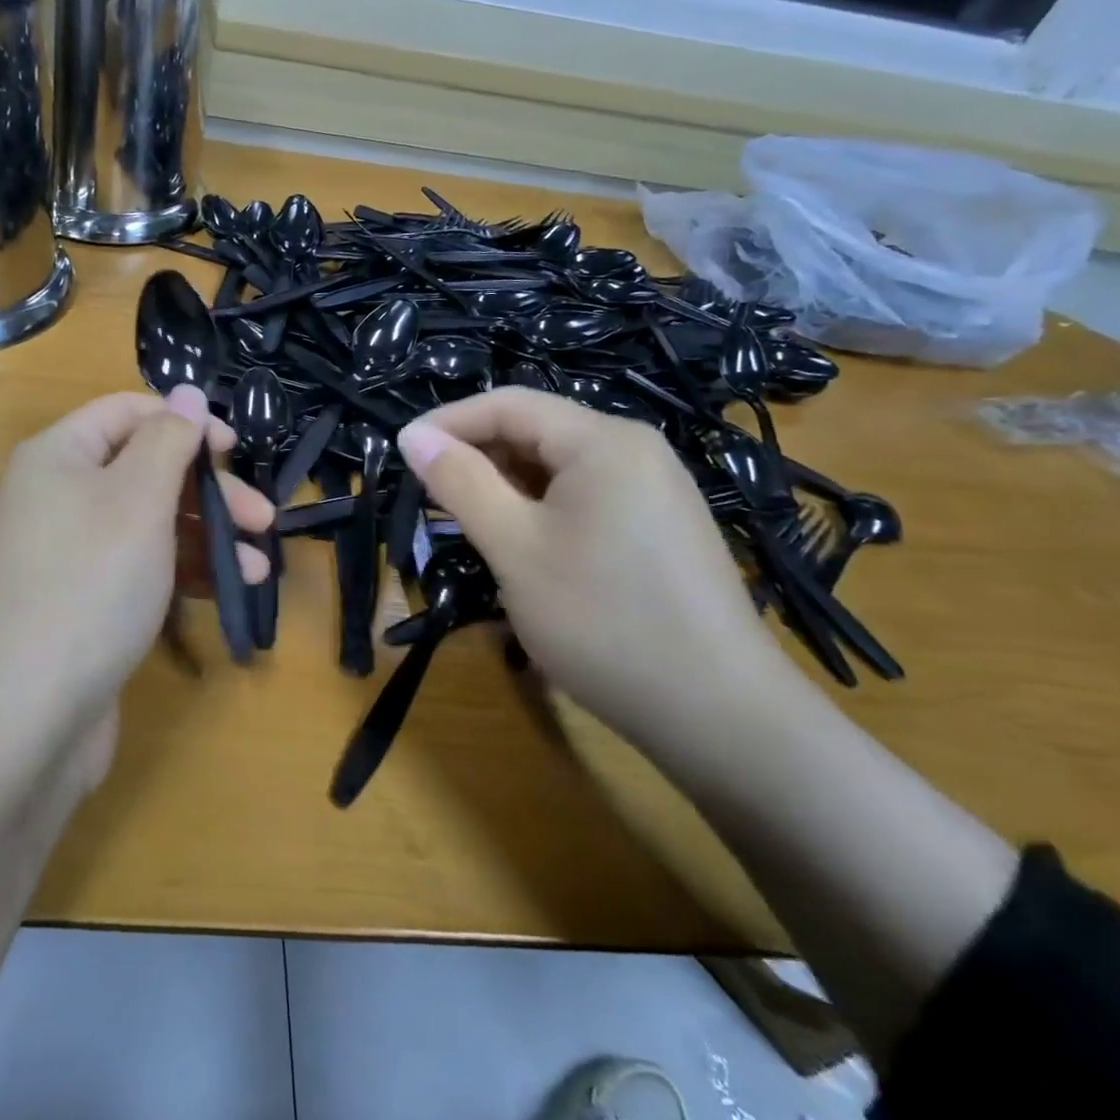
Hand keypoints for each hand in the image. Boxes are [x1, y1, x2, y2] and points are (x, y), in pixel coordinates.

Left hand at [0, 387, 271, 776]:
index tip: (235, 450)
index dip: (184, 422)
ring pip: (148, 524)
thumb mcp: (138, 498)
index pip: (126, 412)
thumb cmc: (89, 585)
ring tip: (256, 567)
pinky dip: (182, 572)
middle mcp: (56, 497)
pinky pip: (138, 568)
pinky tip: (227, 590)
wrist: (23, 717)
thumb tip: (187, 393)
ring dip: (206, 537)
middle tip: (262, 519)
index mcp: (57, 456)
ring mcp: (67, 554)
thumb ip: (169, 439)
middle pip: (144, 470)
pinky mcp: (81, 604)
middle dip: (207, 491)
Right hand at [396, 388, 785, 742]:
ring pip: (557, 468)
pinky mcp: (659, 528)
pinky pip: (584, 497)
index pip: (508, 405)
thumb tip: (411, 436)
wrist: (719, 715)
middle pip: (535, 431)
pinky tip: (519, 545)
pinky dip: (539, 509)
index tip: (400, 455)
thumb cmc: (602, 620)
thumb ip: (460, 483)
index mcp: (603, 441)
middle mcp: (634, 451)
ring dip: (504, 486)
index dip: (447, 423)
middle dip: (475, 455)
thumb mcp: (514, 546)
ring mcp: (654, 490)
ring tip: (464, 522)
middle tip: (426, 496)